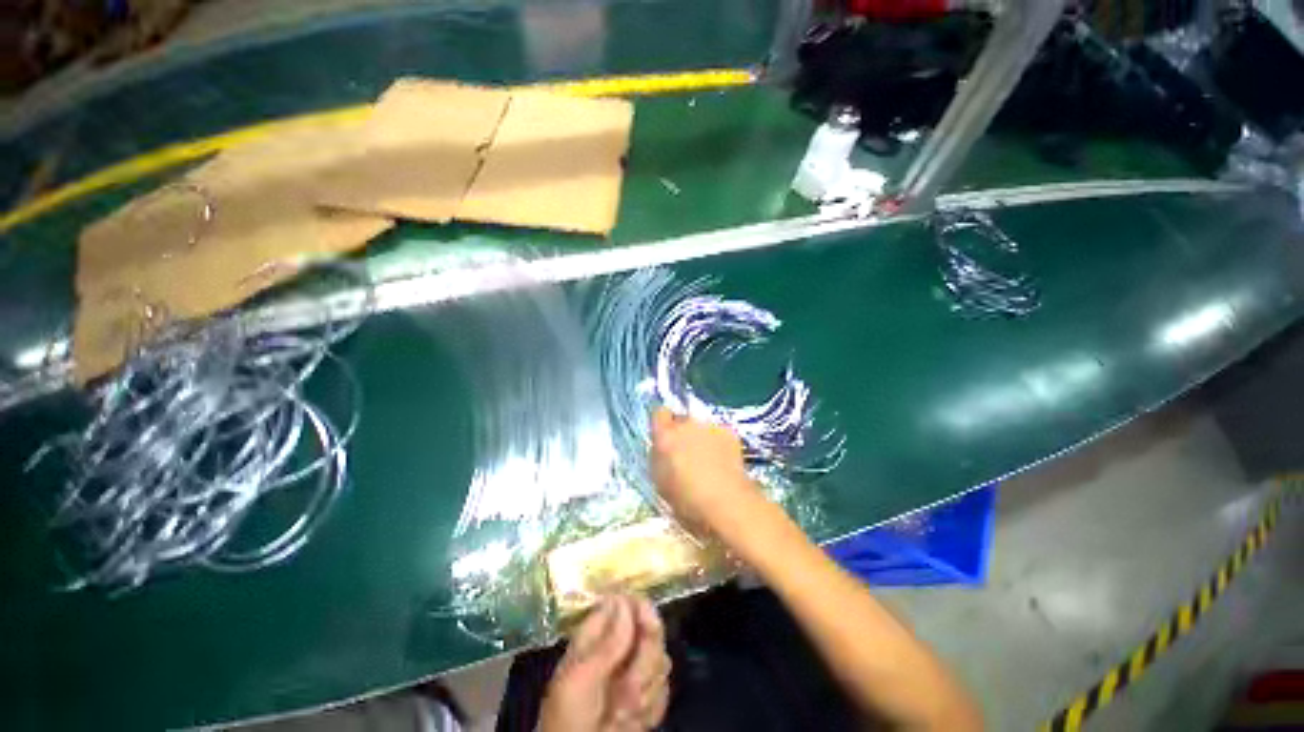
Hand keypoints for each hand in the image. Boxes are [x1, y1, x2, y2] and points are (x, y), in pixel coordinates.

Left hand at [539, 595, 670, 731]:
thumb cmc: (568, 720)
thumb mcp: (579, 680)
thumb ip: (606, 643)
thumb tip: (623, 598)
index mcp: (597, 636)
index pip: (627, 604)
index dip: (642, 610)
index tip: (648, 625)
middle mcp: (619, 648)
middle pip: (652, 631)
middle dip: (645, 664)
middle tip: (627, 692)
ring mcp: (634, 673)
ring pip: (662, 662)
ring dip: (647, 692)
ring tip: (620, 716)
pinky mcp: (647, 697)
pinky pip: (665, 691)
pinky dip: (653, 709)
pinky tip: (634, 723)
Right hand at [650, 408, 760, 533]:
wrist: (726, 501)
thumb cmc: (687, 498)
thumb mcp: (660, 480)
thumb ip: (659, 457)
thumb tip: (662, 449)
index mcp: (666, 435)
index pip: (659, 413)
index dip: (662, 423)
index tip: (664, 436)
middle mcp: (687, 423)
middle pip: (681, 419)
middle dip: (682, 432)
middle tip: (686, 452)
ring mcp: (709, 426)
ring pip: (701, 426)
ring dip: (701, 436)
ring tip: (707, 458)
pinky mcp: (729, 431)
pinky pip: (719, 432)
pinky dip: (719, 442)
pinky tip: (723, 460)